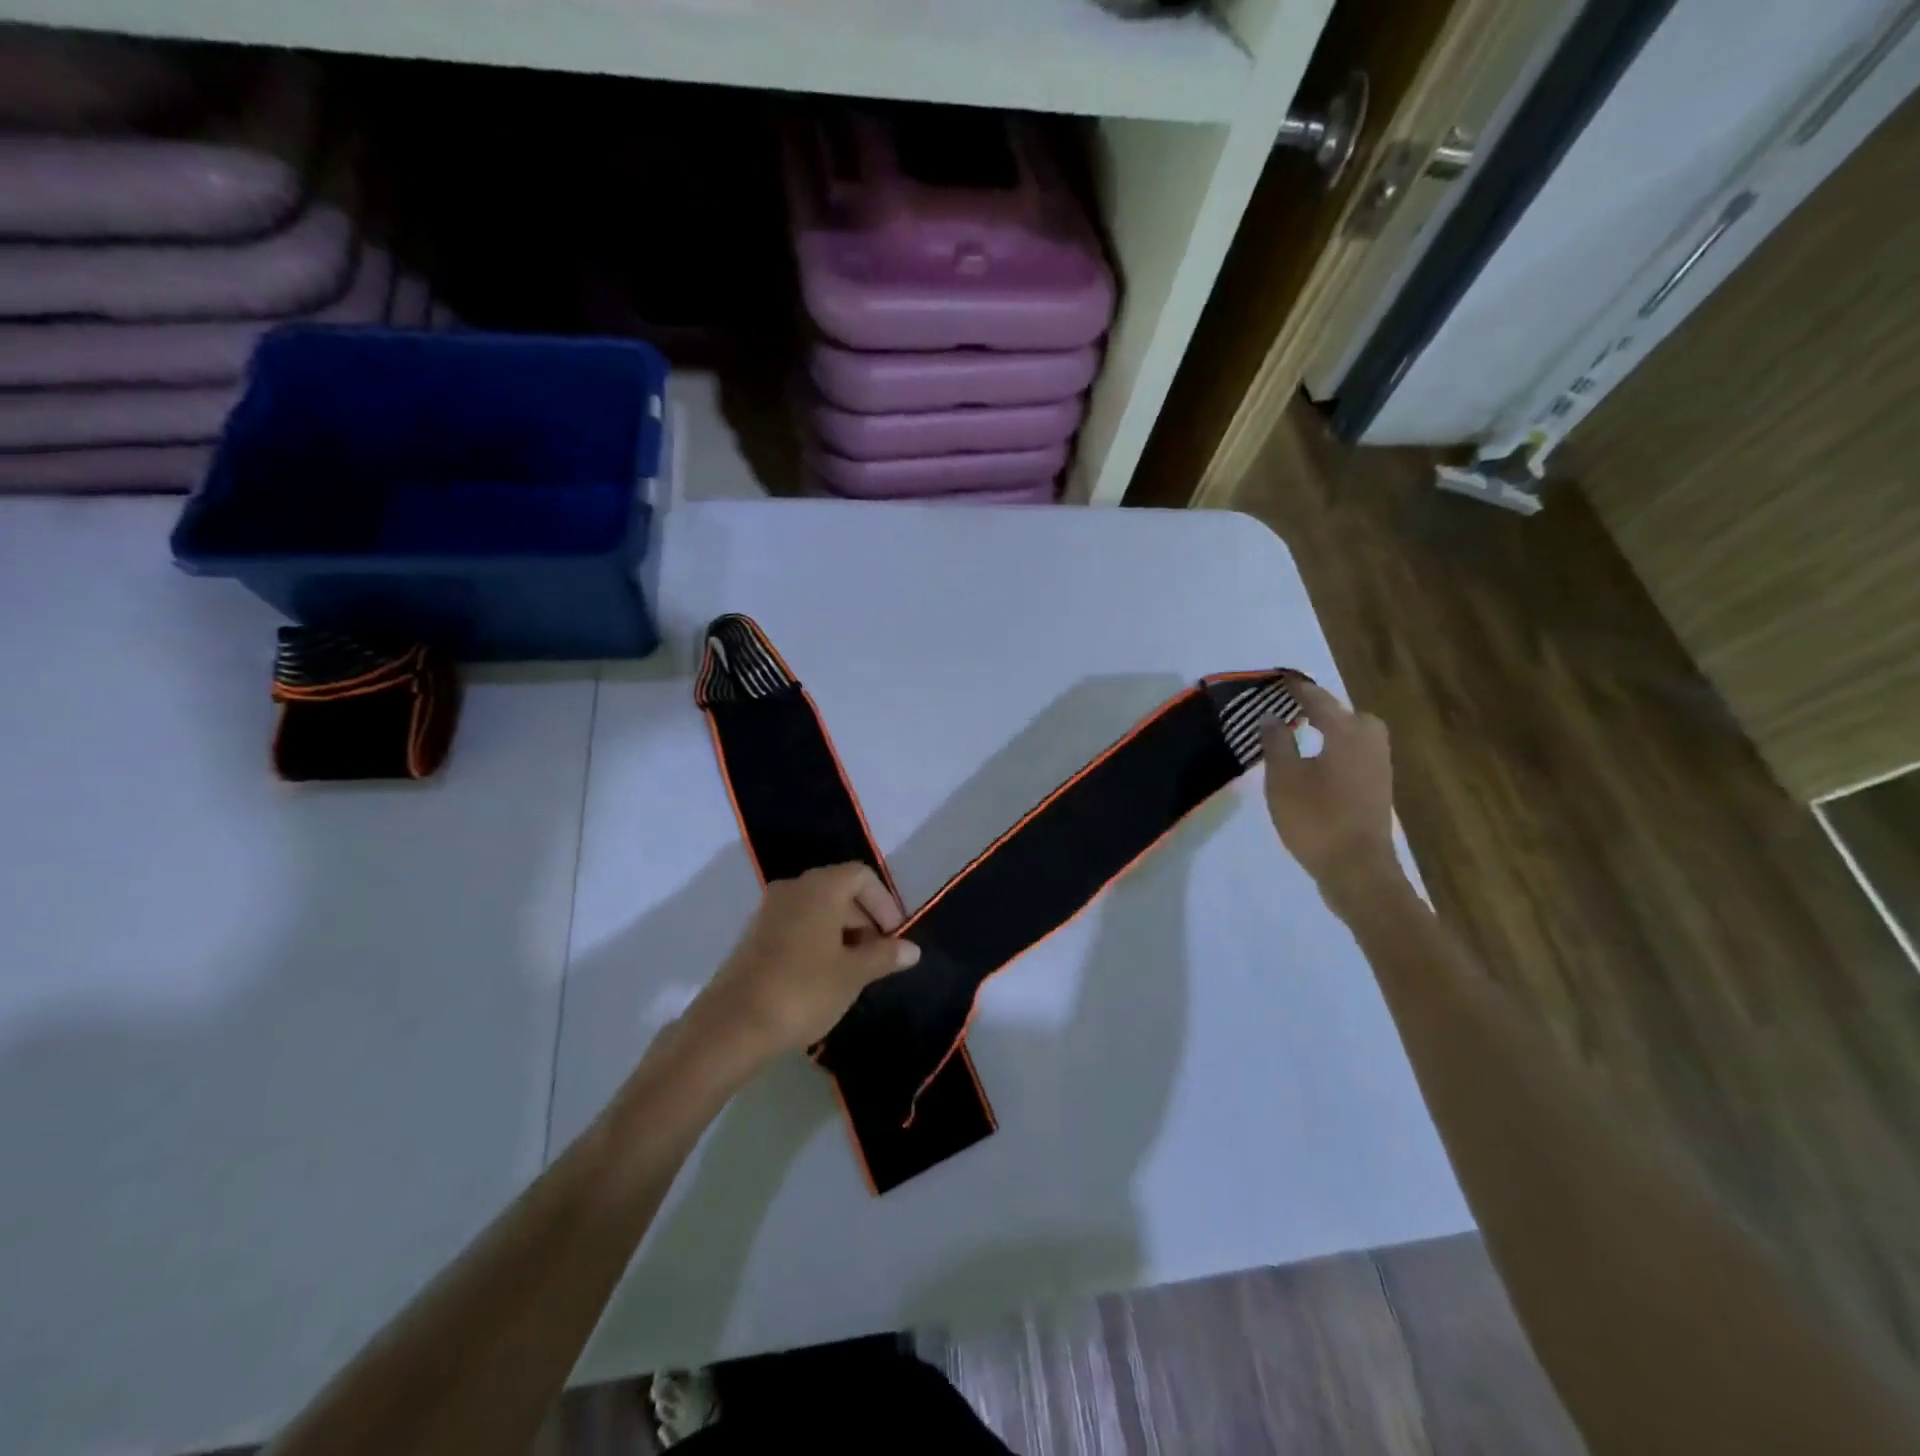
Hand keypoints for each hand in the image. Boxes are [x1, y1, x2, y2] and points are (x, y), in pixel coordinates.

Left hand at [692, 863, 920, 1058]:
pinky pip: (797, 926)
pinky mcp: (754, 936)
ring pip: (817, 910)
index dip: (884, 903)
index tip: (895, 936)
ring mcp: (769, 911)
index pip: (862, 876)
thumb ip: (884, 956)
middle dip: (865, 920)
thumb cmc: (803, 991)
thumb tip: (912, 948)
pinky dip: (818, 941)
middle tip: (879, 958)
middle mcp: (793, 888)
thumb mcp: (853, 974)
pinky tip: (824, 977)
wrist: (731, 1026)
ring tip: (855, 972)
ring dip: (842, 933)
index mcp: (820, 887)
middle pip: (840, 890)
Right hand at [1261, 678, 1402, 906]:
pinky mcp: (1378, 793)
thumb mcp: (1283, 778)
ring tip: (1306, 737)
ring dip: (1336, 733)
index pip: (1320, 702)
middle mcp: (1370, 746)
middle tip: (1299, 713)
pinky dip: (1340, 753)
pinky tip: (1319, 767)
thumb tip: (1272, 716)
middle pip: (1352, 717)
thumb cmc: (1316, 818)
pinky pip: (1358, 759)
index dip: (1299, 690)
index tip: (1283, 680)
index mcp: (1347, 735)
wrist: (1357, 870)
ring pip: (1359, 738)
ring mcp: (1379, 771)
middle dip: (1328, 711)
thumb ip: (1277, 743)